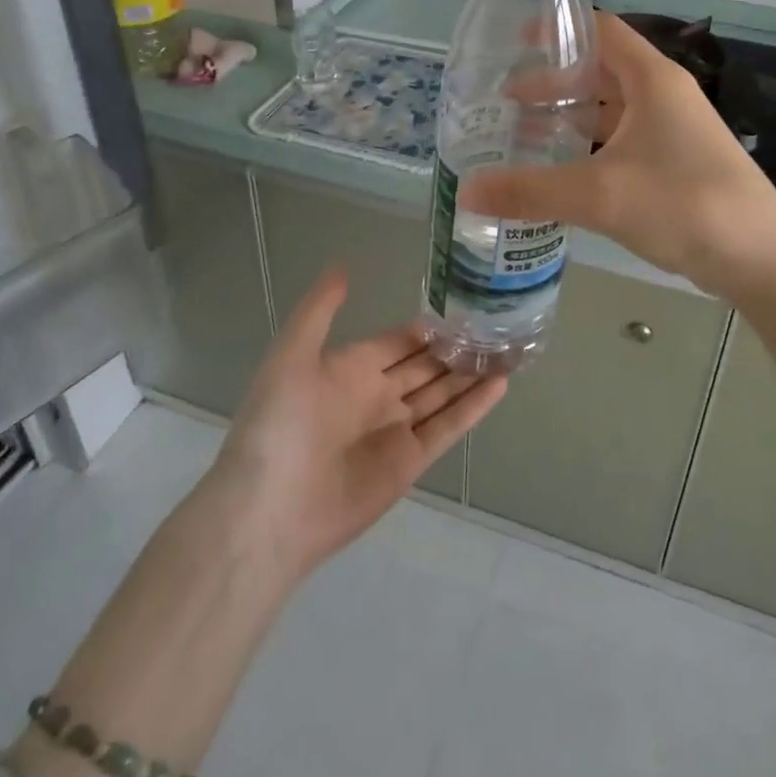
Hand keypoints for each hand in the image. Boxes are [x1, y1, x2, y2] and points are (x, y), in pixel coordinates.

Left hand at [207, 267, 506, 579]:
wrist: (268, 511)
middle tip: (497, 323)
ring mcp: (396, 430)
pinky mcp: (410, 463)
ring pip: (443, 393)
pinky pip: (448, 427)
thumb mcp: (291, 355)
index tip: (464, 303)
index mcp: (351, 368)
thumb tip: (342, 265)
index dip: (429, 325)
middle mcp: (377, 395)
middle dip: (457, 347)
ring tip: (508, 349)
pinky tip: (501, 384)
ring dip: (471, 373)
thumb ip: (319, 310)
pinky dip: (473, 407)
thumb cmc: (278, 425)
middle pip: (426, 365)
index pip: (400, 340)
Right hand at [462, 12, 775, 299]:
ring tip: (524, 135)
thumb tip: (466, 191)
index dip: (557, 29)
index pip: (600, 30)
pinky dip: (590, 148)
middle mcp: (664, 96)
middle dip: (553, 82)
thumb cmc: (684, 205)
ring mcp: (673, 131)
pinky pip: (622, 142)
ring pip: (611, 111)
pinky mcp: (676, 164)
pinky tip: (564, 172)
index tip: (514, 40)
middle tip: (506, 100)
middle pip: (601, 71)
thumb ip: (530, 190)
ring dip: (571, 117)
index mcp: (652, 80)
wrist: (761, 260)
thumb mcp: (600, 195)